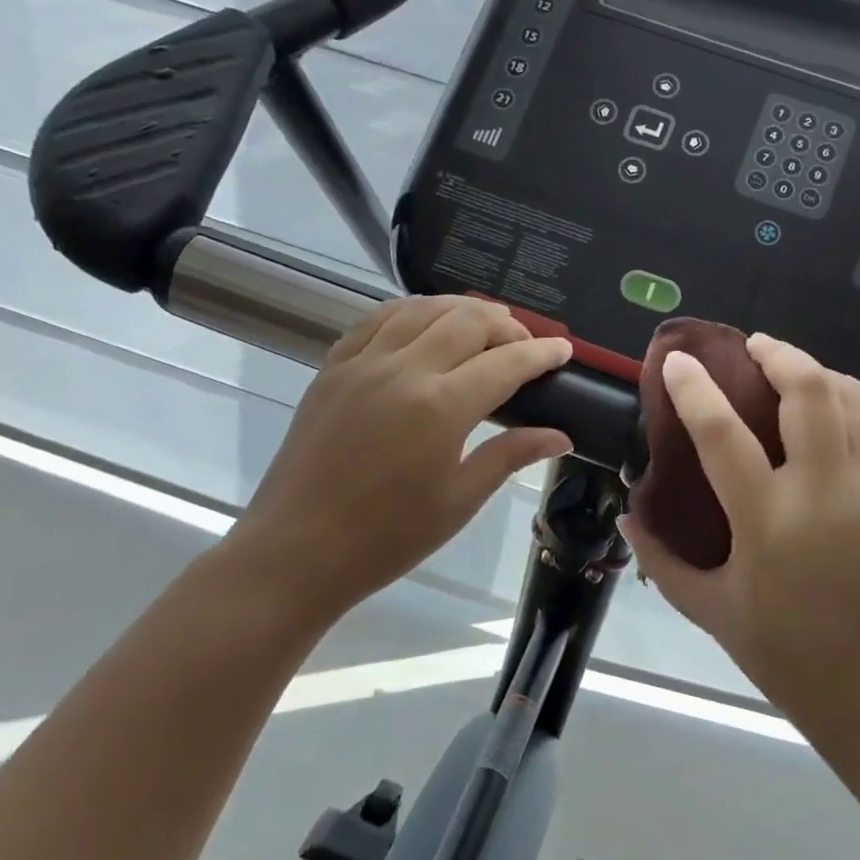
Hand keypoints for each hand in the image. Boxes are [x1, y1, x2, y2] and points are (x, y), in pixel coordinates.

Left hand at [222, 296, 572, 627]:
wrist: (296, 551)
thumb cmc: (387, 537)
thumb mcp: (459, 500)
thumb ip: (510, 455)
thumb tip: (561, 436)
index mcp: (441, 407)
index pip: (506, 362)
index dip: (541, 353)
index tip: (563, 350)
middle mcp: (404, 370)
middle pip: (467, 321)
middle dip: (506, 324)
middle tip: (524, 344)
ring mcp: (362, 363)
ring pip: (422, 309)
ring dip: (461, 309)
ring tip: (483, 324)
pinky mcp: (332, 367)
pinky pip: (377, 320)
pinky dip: (411, 312)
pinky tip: (424, 324)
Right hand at [620, 335, 859, 721]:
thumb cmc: (781, 651)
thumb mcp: (707, 607)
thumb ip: (660, 557)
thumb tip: (629, 512)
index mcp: (767, 521)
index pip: (722, 433)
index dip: (695, 388)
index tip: (679, 360)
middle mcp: (826, 495)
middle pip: (809, 392)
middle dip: (779, 354)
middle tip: (755, 348)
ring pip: (858, 400)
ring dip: (824, 374)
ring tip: (798, 373)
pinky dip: (854, 411)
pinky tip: (834, 423)